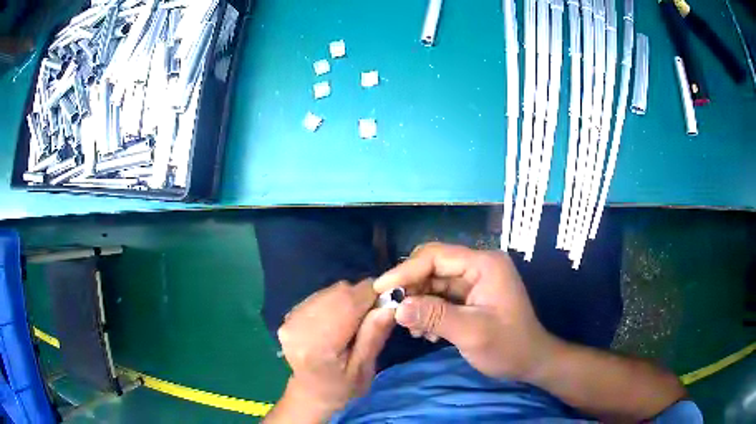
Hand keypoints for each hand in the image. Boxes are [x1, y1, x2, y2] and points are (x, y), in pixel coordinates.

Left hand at [275, 279, 394, 416]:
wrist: (311, 392)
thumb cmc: (341, 387)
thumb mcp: (363, 369)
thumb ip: (373, 337)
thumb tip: (388, 306)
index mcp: (317, 345)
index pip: (348, 304)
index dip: (371, 295)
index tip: (389, 299)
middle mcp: (298, 326)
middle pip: (338, 293)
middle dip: (361, 297)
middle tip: (375, 313)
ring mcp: (290, 318)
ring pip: (331, 291)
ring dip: (349, 299)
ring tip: (356, 320)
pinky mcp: (289, 314)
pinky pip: (321, 295)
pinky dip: (336, 302)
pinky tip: (339, 320)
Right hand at [374, 243, 558, 382]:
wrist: (530, 362)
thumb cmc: (508, 347)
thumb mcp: (471, 333)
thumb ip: (435, 317)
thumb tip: (397, 307)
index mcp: (484, 265)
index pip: (435, 257)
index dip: (405, 271)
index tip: (381, 290)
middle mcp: (478, 266)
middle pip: (432, 267)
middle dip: (410, 288)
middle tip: (393, 311)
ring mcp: (475, 281)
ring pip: (433, 283)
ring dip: (418, 303)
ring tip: (413, 329)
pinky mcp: (471, 296)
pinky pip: (440, 297)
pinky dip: (428, 311)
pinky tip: (426, 332)